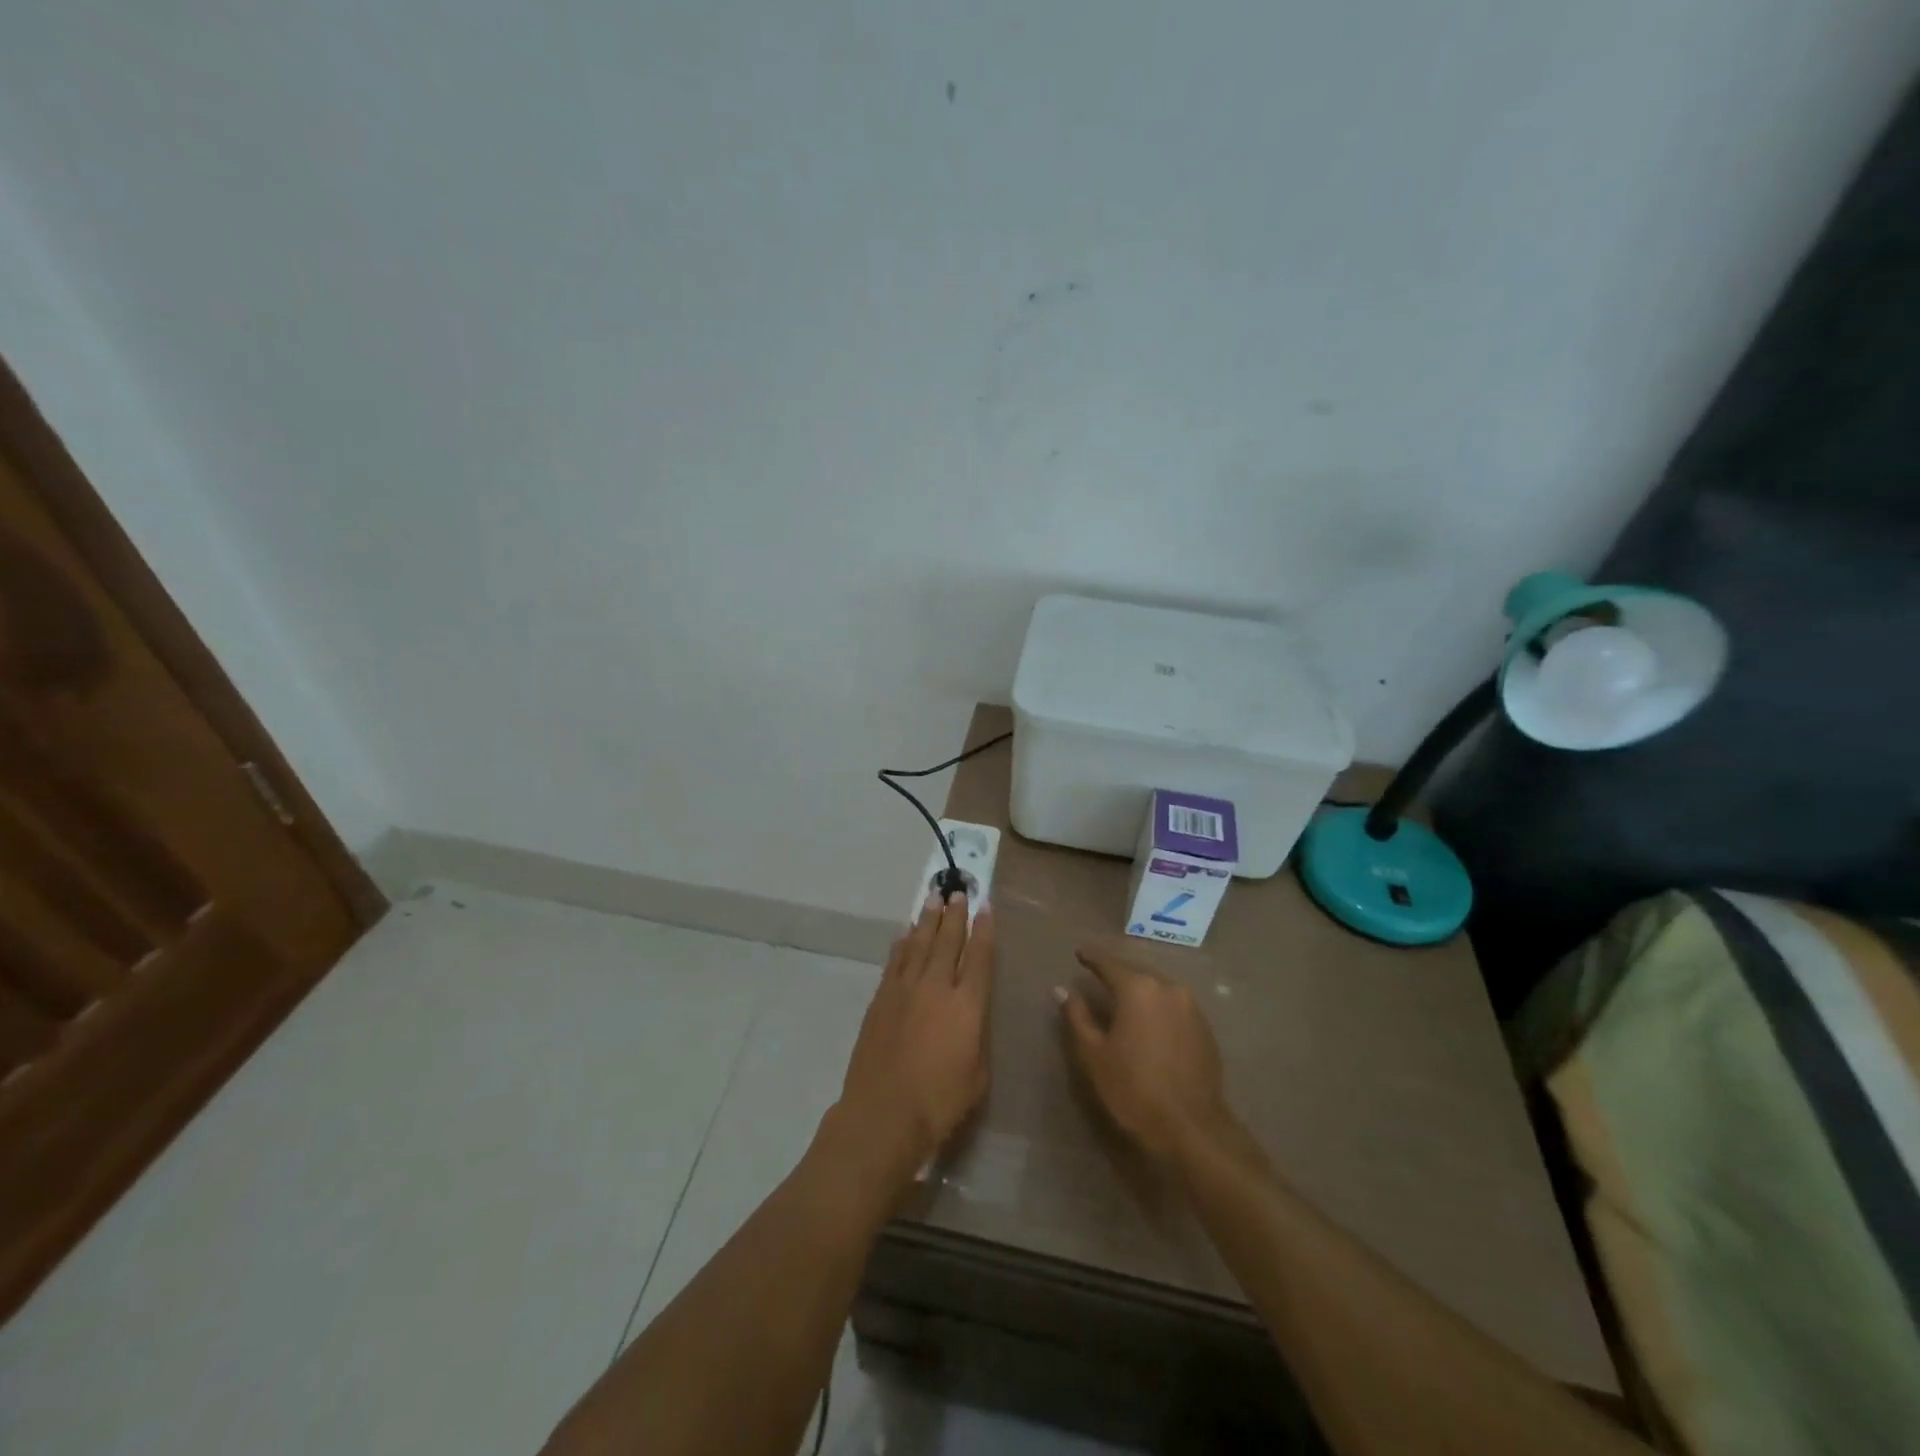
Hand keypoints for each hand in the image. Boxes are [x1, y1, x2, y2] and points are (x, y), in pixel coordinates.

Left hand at [833, 893, 994, 1183]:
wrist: (883, 1114)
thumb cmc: (939, 1103)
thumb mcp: (977, 1075)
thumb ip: (976, 1037)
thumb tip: (971, 1016)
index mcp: (967, 1005)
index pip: (980, 958)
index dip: (984, 930)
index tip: (986, 907)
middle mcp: (937, 987)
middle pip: (948, 941)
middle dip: (955, 915)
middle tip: (959, 891)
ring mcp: (905, 990)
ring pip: (919, 944)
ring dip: (927, 920)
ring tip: (934, 899)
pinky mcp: (881, 999)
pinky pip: (895, 961)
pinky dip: (902, 944)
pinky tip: (906, 934)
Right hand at [1059, 942, 1236, 1161]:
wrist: (1192, 1127)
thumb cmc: (1134, 1089)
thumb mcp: (1094, 1054)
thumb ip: (1077, 1016)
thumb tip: (1063, 989)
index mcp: (1138, 988)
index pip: (1109, 964)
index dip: (1092, 957)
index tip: (1079, 952)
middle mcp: (1167, 988)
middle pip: (1136, 972)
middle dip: (1117, 973)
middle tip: (1098, 974)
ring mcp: (1191, 1007)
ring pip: (1158, 988)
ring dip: (1139, 990)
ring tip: (1123, 997)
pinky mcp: (1204, 1028)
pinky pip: (1174, 1006)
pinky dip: (1158, 1007)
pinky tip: (1149, 1022)